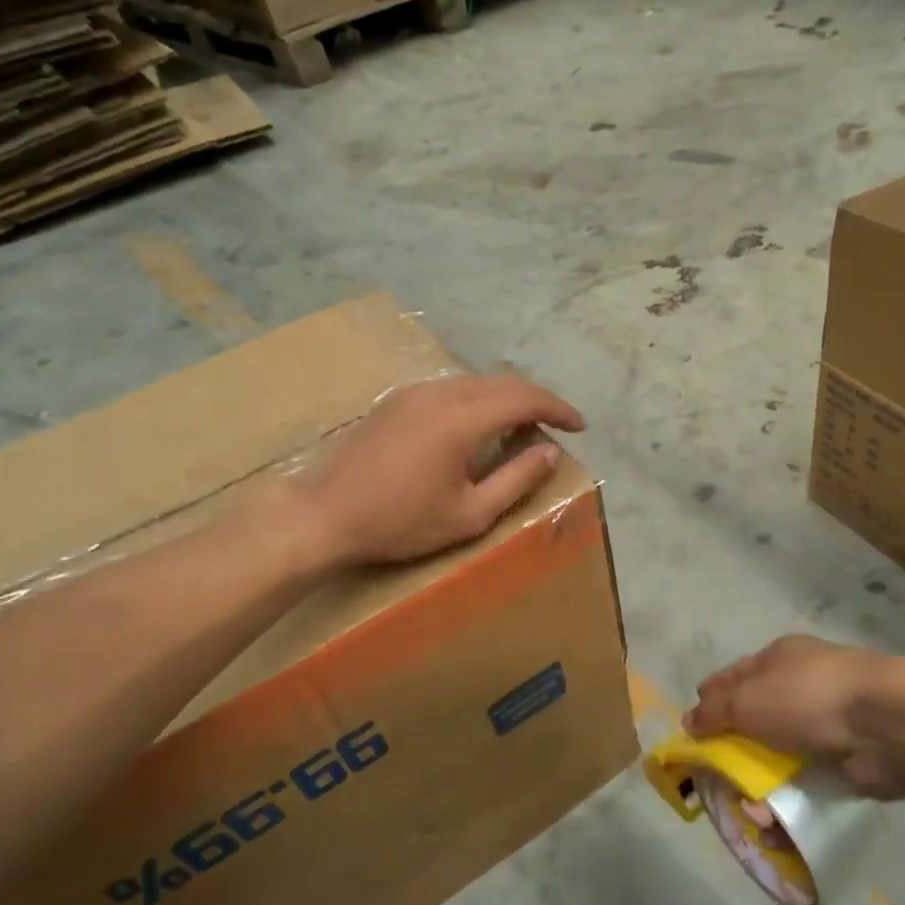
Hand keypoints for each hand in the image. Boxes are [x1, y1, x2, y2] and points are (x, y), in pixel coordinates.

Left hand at [283, 374, 584, 568]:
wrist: (325, 515)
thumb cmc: (400, 522)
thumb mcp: (470, 514)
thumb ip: (516, 480)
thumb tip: (550, 452)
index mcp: (463, 418)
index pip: (525, 397)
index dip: (558, 409)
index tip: (579, 427)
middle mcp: (441, 392)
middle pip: (503, 382)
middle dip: (536, 401)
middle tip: (554, 428)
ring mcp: (414, 392)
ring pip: (476, 382)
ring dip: (506, 399)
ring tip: (521, 428)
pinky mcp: (396, 400)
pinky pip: (451, 388)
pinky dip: (478, 400)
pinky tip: (477, 427)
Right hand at [686, 635, 904, 799]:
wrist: (887, 724)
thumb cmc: (807, 697)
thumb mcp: (747, 699)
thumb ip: (714, 711)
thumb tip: (689, 721)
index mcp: (779, 659)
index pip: (733, 677)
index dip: (710, 701)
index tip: (692, 732)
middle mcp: (802, 687)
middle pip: (756, 720)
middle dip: (734, 752)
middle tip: (716, 781)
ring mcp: (827, 725)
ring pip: (781, 757)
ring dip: (762, 788)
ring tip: (748, 816)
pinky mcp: (847, 761)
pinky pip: (808, 785)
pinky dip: (790, 806)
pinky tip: (775, 829)